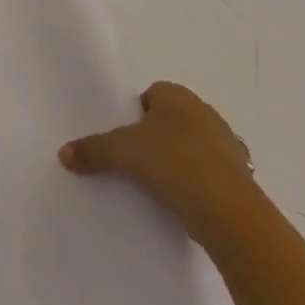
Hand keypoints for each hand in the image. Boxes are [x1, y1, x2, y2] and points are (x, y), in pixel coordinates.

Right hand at [59, 82, 256, 246]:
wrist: (228, 210)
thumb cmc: (172, 162)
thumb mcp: (121, 152)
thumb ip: (92, 150)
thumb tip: (63, 153)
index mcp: (178, 96)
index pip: (152, 94)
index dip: (135, 113)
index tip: (124, 137)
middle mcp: (206, 113)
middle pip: (173, 119)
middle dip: (157, 135)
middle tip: (136, 159)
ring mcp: (229, 145)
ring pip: (195, 146)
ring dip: (180, 160)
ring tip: (159, 184)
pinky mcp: (242, 178)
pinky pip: (212, 174)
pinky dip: (199, 183)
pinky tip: (184, 201)